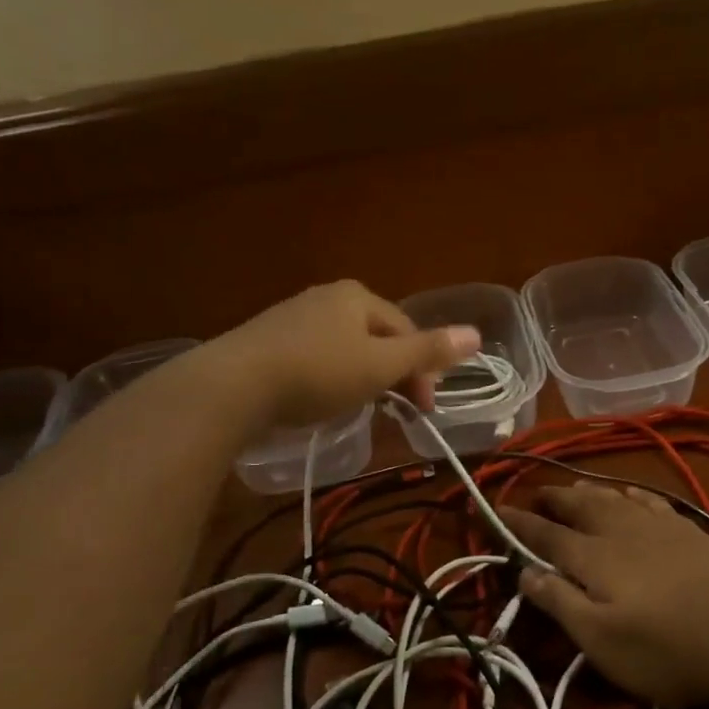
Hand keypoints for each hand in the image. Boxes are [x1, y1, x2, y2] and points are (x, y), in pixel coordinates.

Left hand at [206, 280, 480, 429]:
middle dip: (393, 373)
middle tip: (398, 412)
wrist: (232, 386)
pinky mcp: (267, 341)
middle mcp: (326, 297)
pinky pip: (315, 357)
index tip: (424, 410)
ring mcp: (293, 317)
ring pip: (345, 348)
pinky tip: (321, 400)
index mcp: (357, 296)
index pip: (406, 330)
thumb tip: (477, 333)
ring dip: (363, 377)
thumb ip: (428, 351)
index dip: (423, 370)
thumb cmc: (317, 372)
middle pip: (376, 337)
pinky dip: (330, 378)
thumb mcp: (380, 365)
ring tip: (361, 408)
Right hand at [498, 483, 708, 708]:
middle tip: (535, 494)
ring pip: (613, 497)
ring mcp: (658, 527)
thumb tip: (524, 572)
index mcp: (593, 557)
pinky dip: (631, 493)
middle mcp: (620, 531)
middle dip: (552, 499)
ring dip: (587, 491)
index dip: (519, 523)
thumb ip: (560, 602)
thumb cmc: (665, 649)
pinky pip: (650, 500)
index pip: (545, 535)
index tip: (497, 510)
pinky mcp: (690, 531)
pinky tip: (630, 493)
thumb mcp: (601, 641)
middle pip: (578, 506)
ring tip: (573, 488)